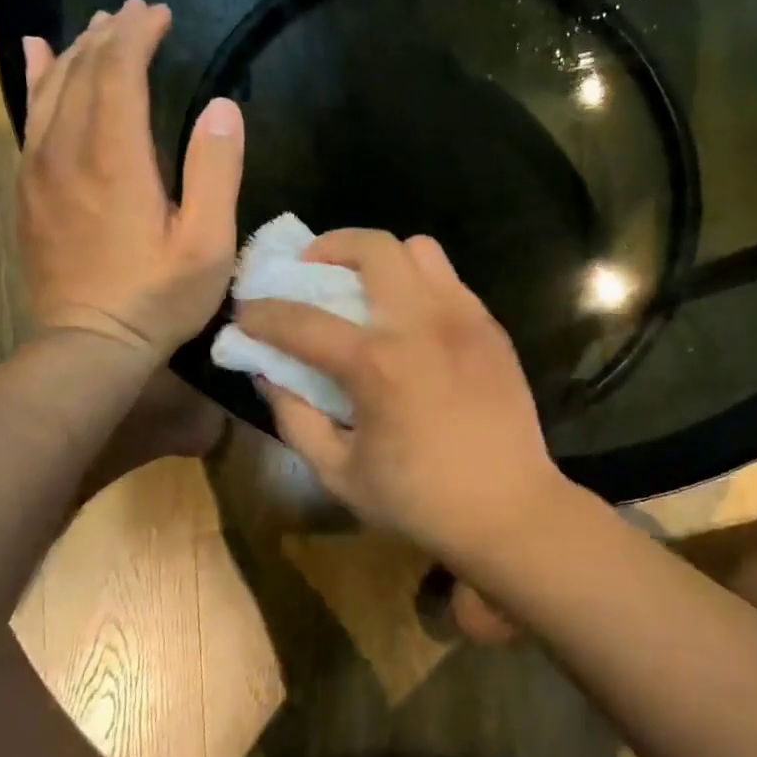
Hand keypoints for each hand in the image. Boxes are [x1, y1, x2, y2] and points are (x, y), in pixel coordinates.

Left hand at [18, 0, 243, 358]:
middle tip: (137, 12)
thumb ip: (216, 172)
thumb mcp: (208, 242)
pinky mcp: (28, 188)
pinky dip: (37, 78)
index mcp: (115, 158)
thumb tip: (222, 107)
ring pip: (51, 88)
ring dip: (76, 50)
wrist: (89, 343)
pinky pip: (28, 116)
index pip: (118, 71)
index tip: (161, 13)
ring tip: (98, 26)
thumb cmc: (159, 296)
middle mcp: (68, 150)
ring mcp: (39, 168)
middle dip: (110, 34)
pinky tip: (39, 57)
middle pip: (81, 71)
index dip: (138, 35)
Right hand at [236, 230, 572, 561]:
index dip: (263, 314)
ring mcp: (464, 319)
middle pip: (373, 247)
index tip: (246, 314)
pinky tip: (412, 323)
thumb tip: (269, 375)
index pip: (303, 320)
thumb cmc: (420, 501)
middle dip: (329, 247)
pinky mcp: (492, 328)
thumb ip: (296, 419)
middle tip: (312, 270)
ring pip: (421, 251)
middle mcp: (422, 323)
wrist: (510, 509)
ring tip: (367, 289)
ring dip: (383, 259)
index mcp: (378, 364)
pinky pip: (450, 281)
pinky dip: (420, 285)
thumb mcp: (339, 474)